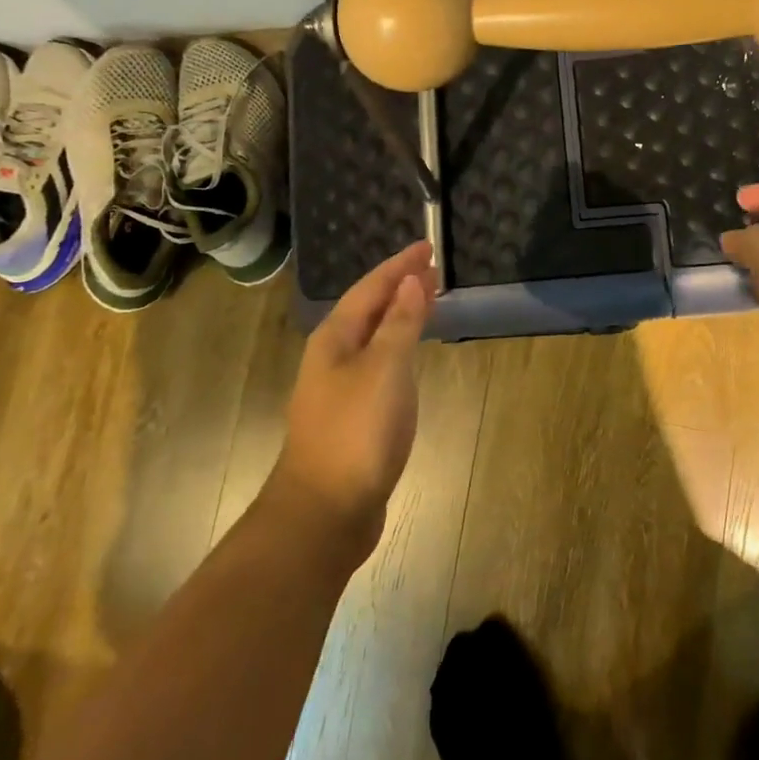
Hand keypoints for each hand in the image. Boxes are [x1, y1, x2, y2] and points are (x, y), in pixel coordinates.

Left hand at [273, 241, 436, 550]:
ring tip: (427, 300)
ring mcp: (340, 388)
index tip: (426, 247)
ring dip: (400, 315)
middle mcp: (333, 357)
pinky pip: (379, 363)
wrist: (325, 511)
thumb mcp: (385, 369)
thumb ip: (400, 324)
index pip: (371, 288)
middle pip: (369, 309)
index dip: (399, 266)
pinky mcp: (352, 415)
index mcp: (334, 339)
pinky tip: (410, 354)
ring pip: (373, 337)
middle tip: (433, 270)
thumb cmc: (356, 432)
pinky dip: (398, 346)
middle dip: (400, 287)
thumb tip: (411, 282)